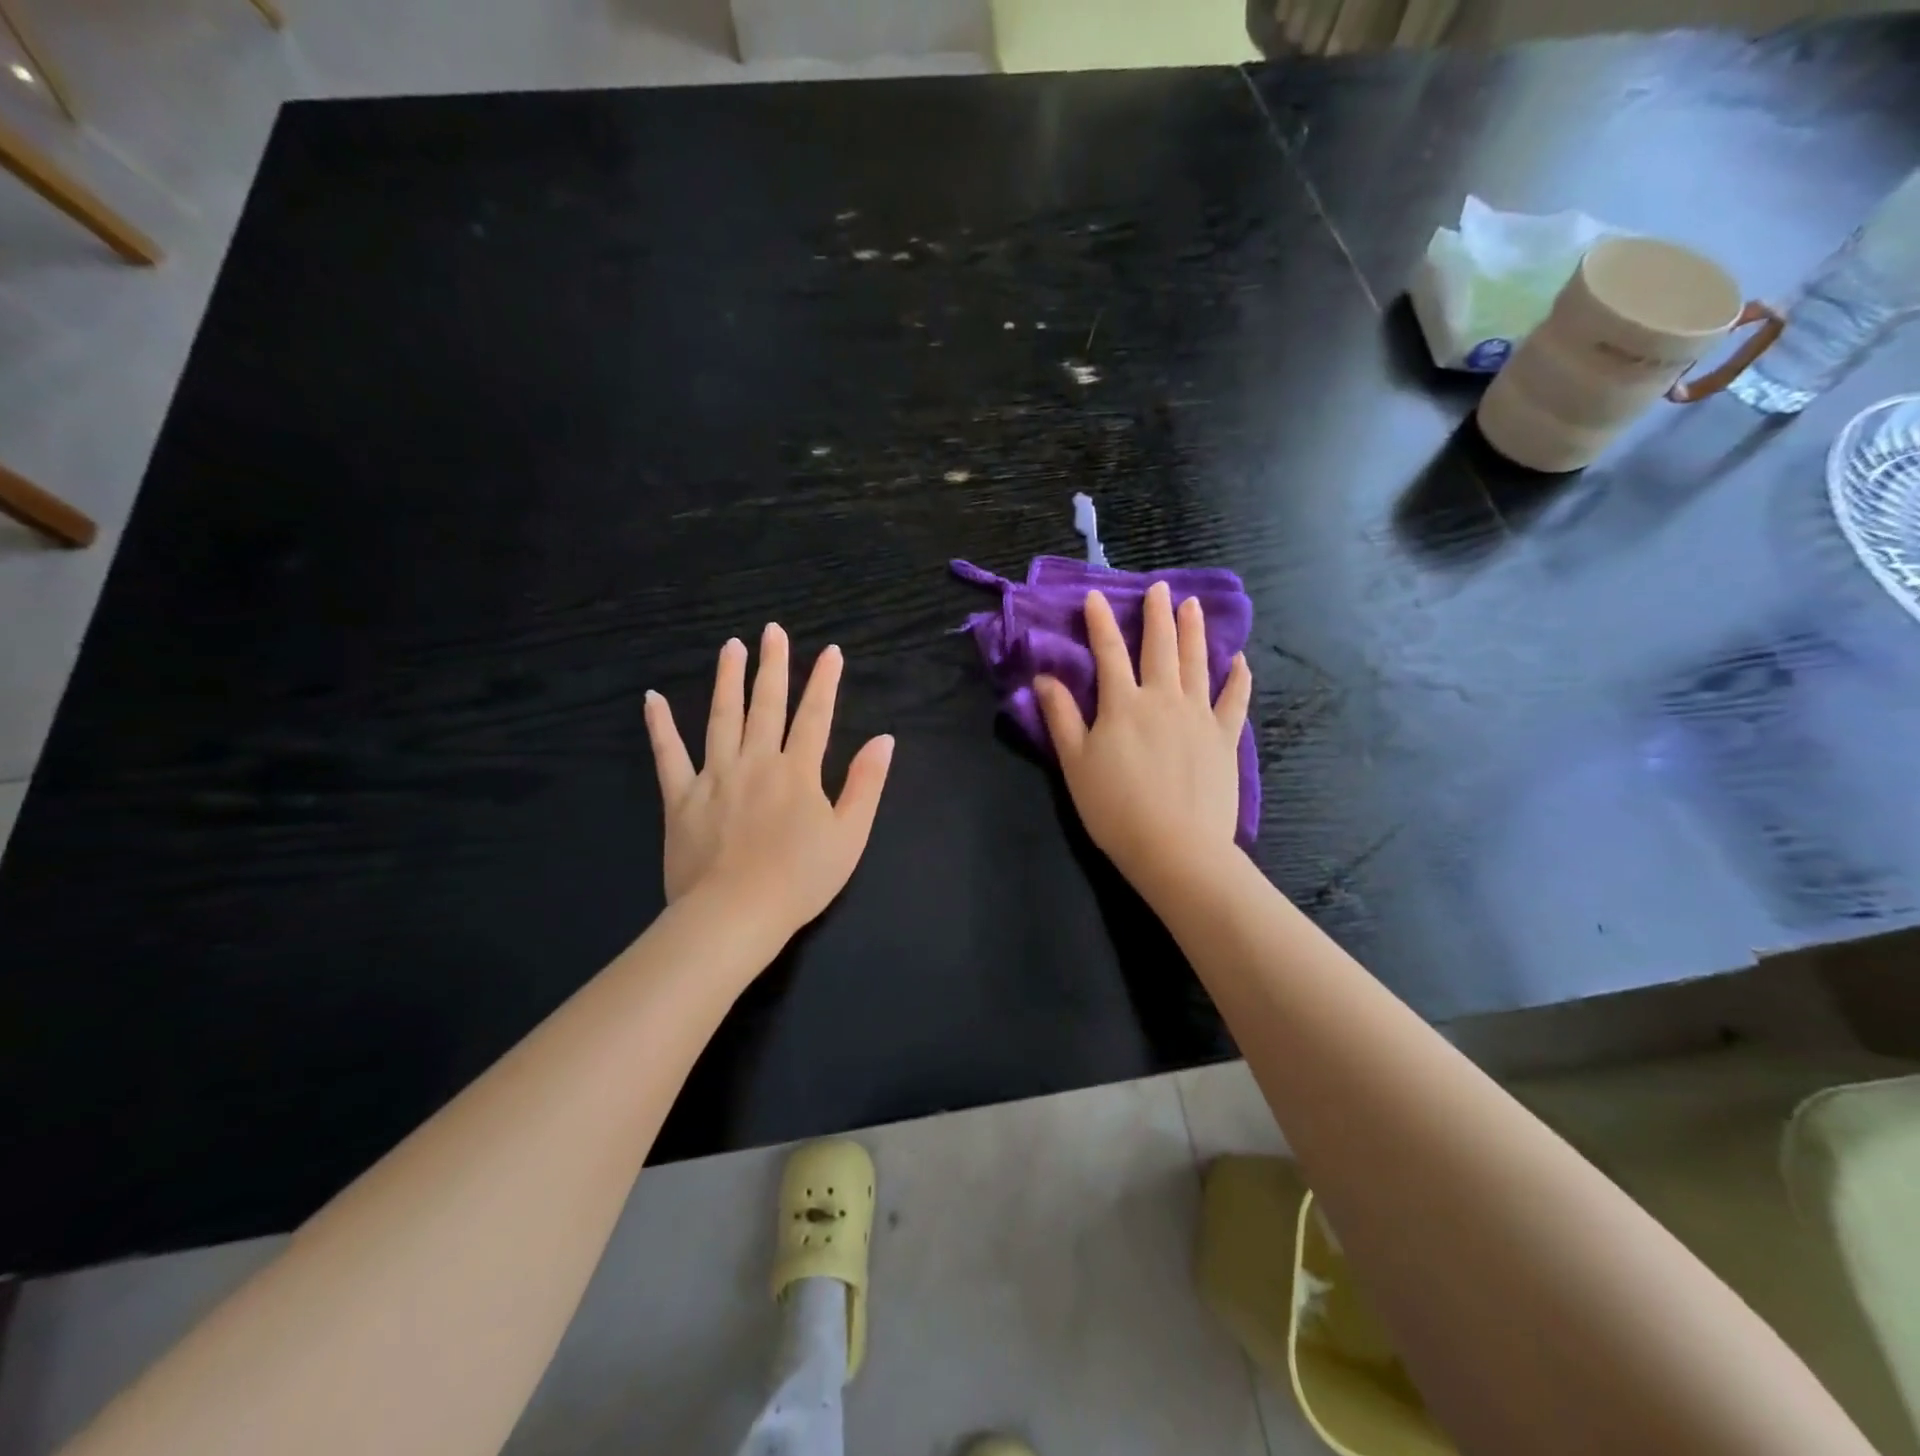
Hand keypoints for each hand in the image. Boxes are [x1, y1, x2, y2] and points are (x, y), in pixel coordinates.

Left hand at [644, 624, 894, 938]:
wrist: (735, 916)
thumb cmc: (800, 880)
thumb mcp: (850, 836)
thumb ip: (866, 784)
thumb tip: (883, 739)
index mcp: (798, 772)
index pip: (815, 716)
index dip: (824, 682)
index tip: (830, 651)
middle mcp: (756, 762)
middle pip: (766, 705)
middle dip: (773, 666)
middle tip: (773, 631)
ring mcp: (714, 777)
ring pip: (721, 717)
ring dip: (727, 680)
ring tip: (731, 646)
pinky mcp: (680, 798)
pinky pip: (668, 756)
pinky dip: (660, 727)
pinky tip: (652, 699)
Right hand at [1035, 582, 1250, 892]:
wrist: (1175, 847)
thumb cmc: (1115, 808)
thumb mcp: (1075, 764)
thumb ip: (1061, 717)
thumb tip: (1044, 678)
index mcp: (1122, 704)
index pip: (1108, 653)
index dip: (1100, 622)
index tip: (1096, 596)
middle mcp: (1163, 699)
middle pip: (1160, 647)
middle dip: (1157, 614)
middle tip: (1160, 587)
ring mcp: (1199, 716)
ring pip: (1197, 663)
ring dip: (1194, 631)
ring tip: (1193, 605)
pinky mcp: (1225, 738)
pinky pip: (1234, 700)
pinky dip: (1237, 678)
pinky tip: (1239, 660)